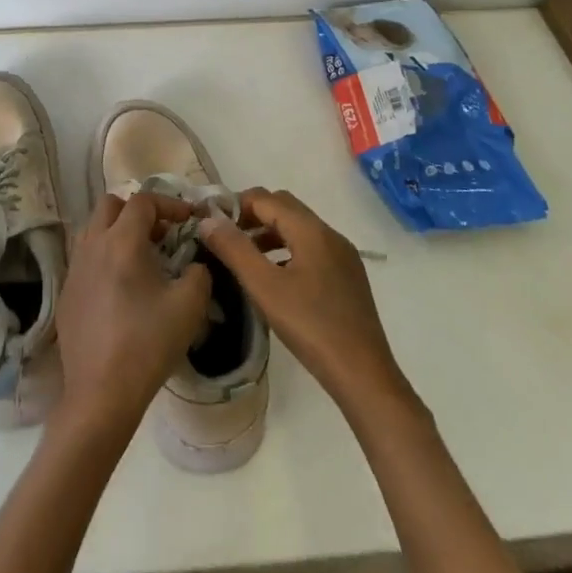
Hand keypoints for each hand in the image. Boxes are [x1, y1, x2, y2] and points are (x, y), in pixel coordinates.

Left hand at [54, 193, 213, 437]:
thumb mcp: (190, 305)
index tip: (189, 220)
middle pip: (110, 205)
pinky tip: (120, 288)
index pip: (143, 201)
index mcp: (122, 242)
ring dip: (117, 231)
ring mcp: (74, 269)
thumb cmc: (148, 343)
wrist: (101, 392)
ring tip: (141, 257)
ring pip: (92, 229)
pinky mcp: (65, 292)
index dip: (169, 204)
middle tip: (162, 234)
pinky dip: (104, 257)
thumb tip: (194, 264)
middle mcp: (92, 246)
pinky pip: (85, 259)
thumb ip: (199, 273)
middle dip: (138, 211)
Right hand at [196, 188, 405, 410]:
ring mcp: (343, 256)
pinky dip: (287, 251)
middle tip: (226, 239)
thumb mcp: (264, 287)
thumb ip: (234, 249)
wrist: (362, 373)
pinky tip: (274, 278)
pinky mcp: (348, 277)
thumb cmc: (310, 326)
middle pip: (285, 208)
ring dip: (269, 234)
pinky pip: (311, 249)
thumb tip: (209, 220)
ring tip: (244, 258)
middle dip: (252, 216)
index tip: (211, 223)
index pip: (266, 199)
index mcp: (312, 231)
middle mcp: (331, 235)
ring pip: (299, 229)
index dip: (236, 205)